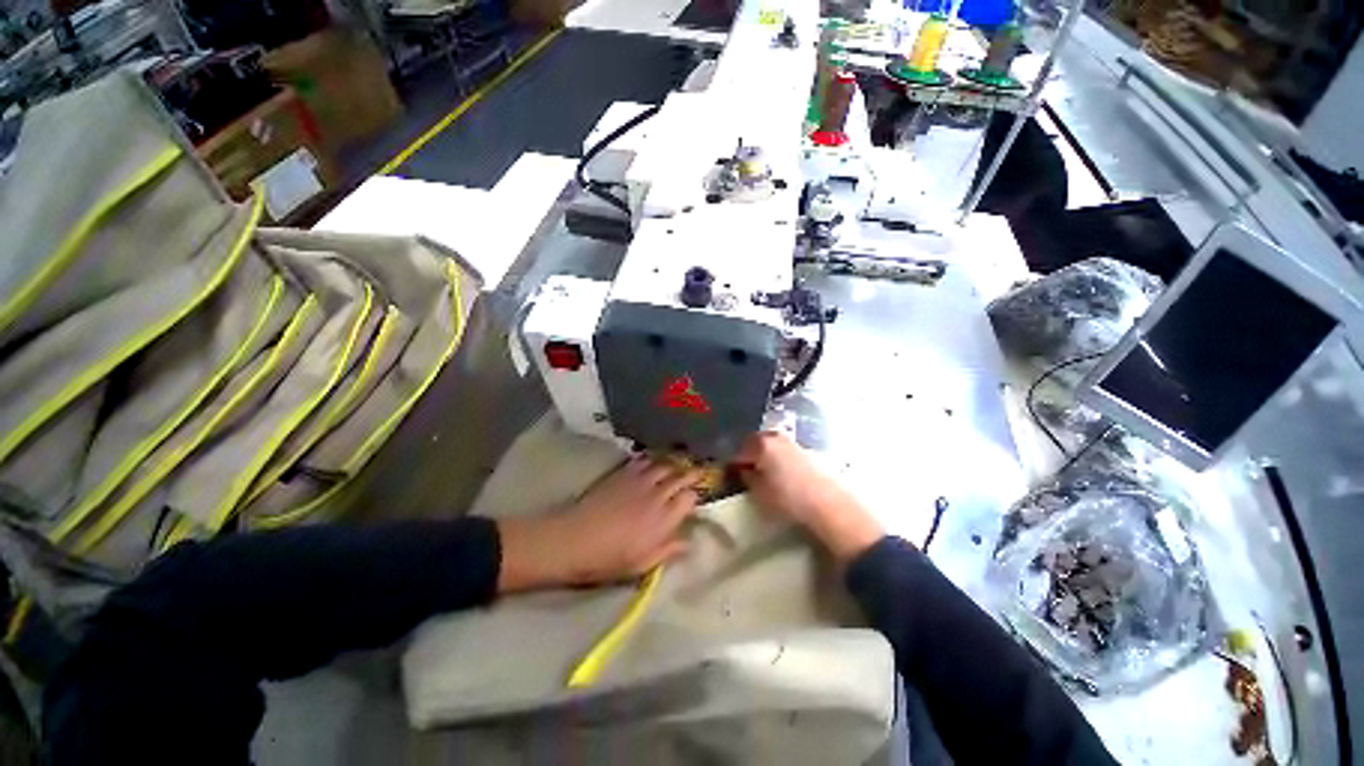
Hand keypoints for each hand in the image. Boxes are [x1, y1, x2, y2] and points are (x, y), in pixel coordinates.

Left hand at [496, 456, 702, 592]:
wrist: (573, 539)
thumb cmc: (608, 559)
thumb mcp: (641, 565)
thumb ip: (667, 551)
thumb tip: (689, 543)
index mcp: (663, 519)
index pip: (689, 498)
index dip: (695, 497)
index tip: (695, 500)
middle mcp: (656, 494)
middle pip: (681, 476)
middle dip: (692, 473)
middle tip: (699, 472)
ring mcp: (639, 480)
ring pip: (665, 464)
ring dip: (674, 464)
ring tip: (679, 464)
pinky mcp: (623, 473)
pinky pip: (644, 460)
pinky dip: (653, 459)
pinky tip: (654, 461)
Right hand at [734, 432, 885, 561]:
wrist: (829, 505)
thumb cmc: (788, 498)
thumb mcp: (759, 492)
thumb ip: (747, 478)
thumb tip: (743, 470)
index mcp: (761, 444)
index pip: (738, 450)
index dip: (731, 462)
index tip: (728, 472)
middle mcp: (776, 437)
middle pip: (755, 442)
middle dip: (748, 454)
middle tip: (744, 470)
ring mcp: (793, 442)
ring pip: (771, 445)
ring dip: (764, 455)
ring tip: (762, 473)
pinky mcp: (807, 451)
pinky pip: (784, 451)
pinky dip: (778, 458)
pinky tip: (780, 474)